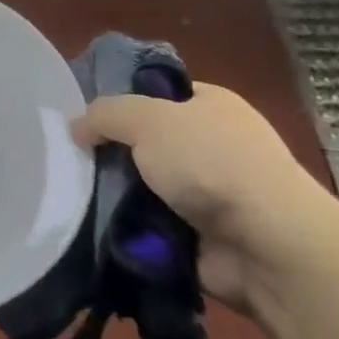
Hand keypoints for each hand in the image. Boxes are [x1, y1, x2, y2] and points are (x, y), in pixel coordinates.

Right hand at [74, 84, 331, 309]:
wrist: (266, 244)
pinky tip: (97, 226)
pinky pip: (151, 225)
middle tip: (72, 160)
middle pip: (146, 143)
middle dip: (112, 153)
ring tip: (75, 197)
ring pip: (144, 186)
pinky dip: (130, 228)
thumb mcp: (147, 119)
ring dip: (116, 194)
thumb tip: (78, 127)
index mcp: (211, 105)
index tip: (84, 118)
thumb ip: (106, 114)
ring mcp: (210, 193)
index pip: (156, 94)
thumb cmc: (211, 163)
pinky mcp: (202, 235)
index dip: (121, 102)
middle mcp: (213, 145)